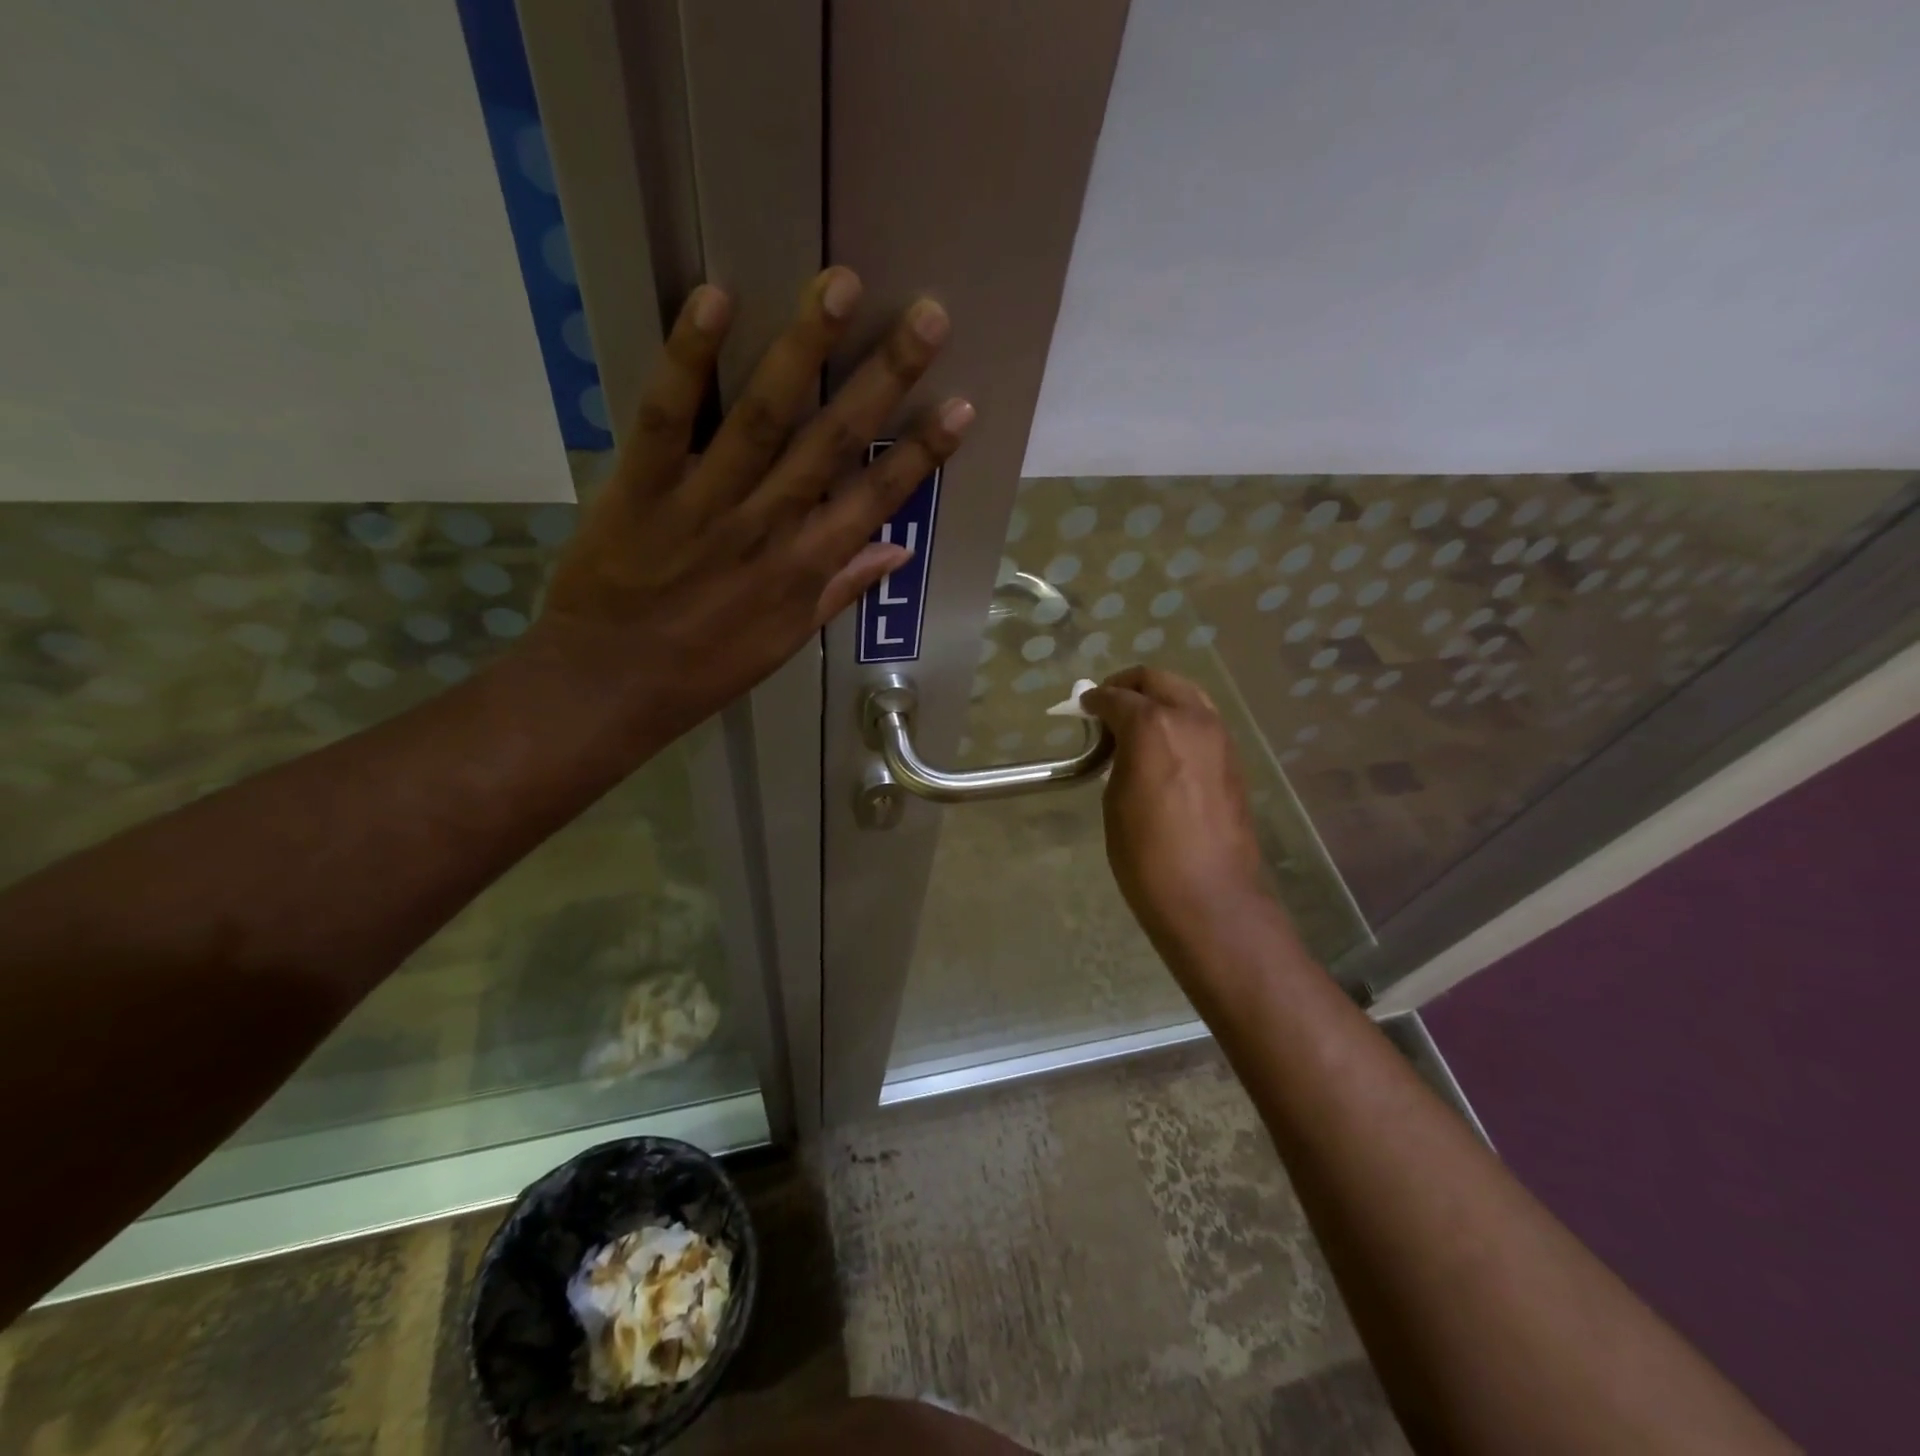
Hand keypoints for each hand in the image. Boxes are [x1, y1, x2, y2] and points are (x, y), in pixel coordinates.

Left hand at [530, 268, 972, 741]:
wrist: (610, 685)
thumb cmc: (705, 669)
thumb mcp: (786, 641)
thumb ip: (841, 589)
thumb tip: (898, 549)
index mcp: (804, 568)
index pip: (876, 498)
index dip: (922, 453)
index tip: (961, 406)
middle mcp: (768, 526)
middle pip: (834, 441)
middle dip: (885, 377)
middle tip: (926, 316)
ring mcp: (705, 502)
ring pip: (763, 416)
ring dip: (804, 348)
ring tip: (839, 285)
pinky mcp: (641, 486)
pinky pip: (668, 416)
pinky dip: (689, 358)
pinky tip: (716, 298)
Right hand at [1082, 667, 1273, 951]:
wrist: (1210, 897)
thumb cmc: (1147, 854)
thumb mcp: (1116, 800)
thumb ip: (1119, 758)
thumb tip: (1122, 744)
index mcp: (1153, 725)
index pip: (1118, 697)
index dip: (1095, 700)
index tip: (1083, 707)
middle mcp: (1191, 719)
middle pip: (1158, 680)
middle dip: (1129, 685)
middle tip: (1108, 704)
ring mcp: (1219, 737)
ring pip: (1187, 695)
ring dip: (1159, 698)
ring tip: (1136, 724)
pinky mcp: (1234, 760)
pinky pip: (1203, 721)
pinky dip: (1180, 719)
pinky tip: (1165, 746)